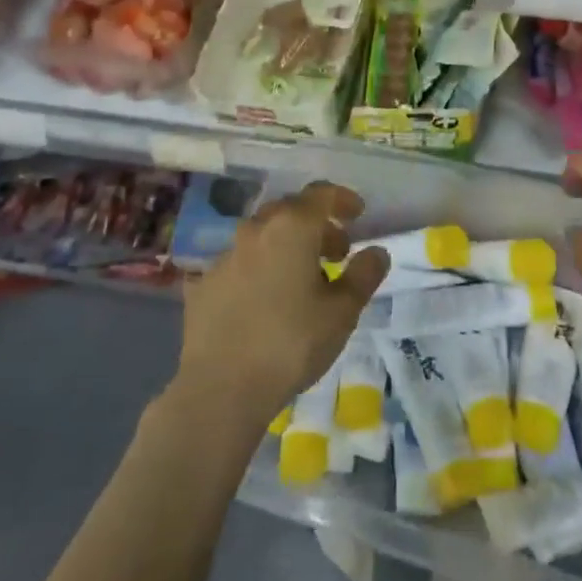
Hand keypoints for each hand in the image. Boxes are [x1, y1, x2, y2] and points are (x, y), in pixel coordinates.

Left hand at [176, 181, 389, 427]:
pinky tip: (265, 301)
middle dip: (316, 225)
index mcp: (291, 227)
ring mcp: (225, 255)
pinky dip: (259, 269)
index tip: (357, 214)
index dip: (342, 199)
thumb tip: (377, 251)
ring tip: (302, 280)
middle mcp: (255, 230)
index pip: (320, 194)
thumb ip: (363, 275)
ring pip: (262, 236)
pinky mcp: (204, 282)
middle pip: (290, 211)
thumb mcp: (341, 312)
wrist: (220, 386)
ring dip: (286, 247)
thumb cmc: (291, 343)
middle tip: (336, 253)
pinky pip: (240, 263)